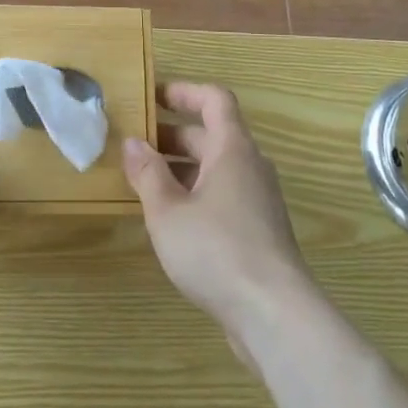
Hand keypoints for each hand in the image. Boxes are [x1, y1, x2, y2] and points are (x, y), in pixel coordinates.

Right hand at [123, 82, 314, 367]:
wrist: (275, 314)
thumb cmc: (217, 250)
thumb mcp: (168, 211)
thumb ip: (147, 174)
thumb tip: (132, 143)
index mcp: (232, 148)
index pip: (214, 99)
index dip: (184, 92)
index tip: (151, 97)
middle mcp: (250, 165)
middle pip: (213, 134)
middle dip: (173, 135)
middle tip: (135, 143)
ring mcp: (258, 199)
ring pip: (217, 168)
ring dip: (182, 168)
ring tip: (144, 181)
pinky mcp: (259, 230)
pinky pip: (224, 195)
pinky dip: (196, 193)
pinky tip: (171, 219)